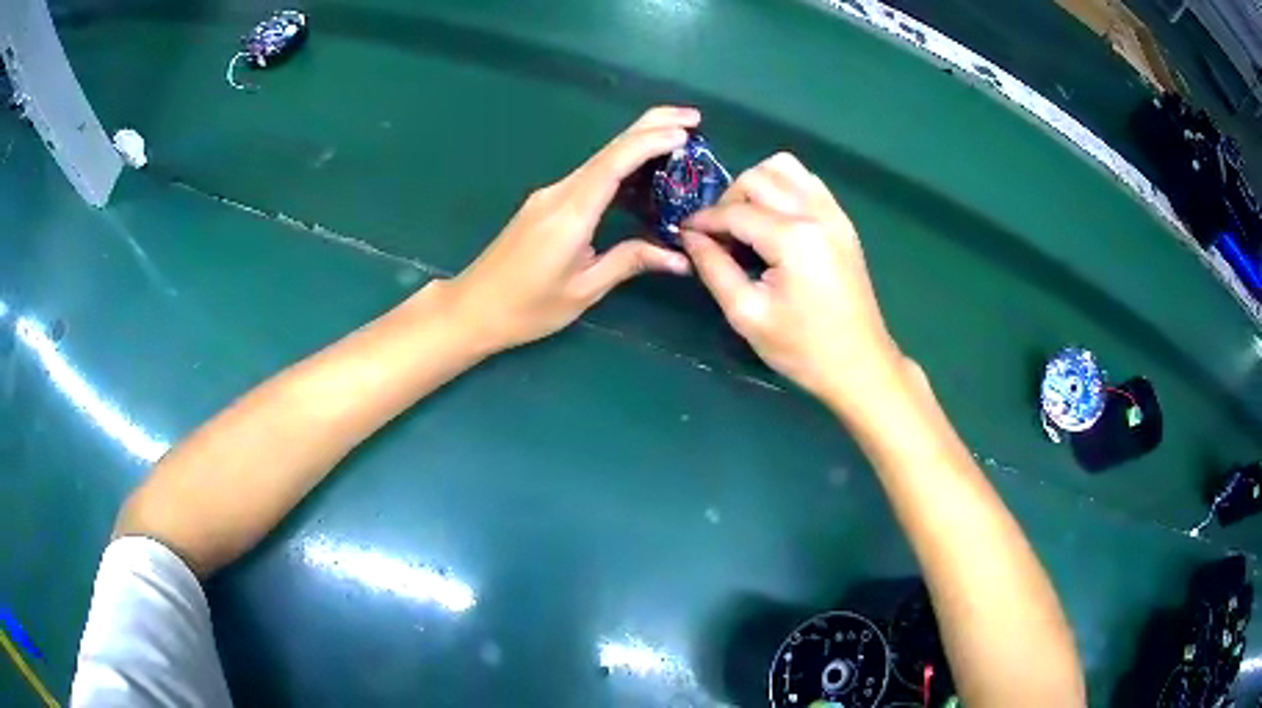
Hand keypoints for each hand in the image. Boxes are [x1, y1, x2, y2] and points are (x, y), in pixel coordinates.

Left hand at [442, 106, 697, 354]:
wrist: (473, 308)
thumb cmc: (526, 308)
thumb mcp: (583, 290)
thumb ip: (629, 263)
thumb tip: (679, 257)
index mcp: (570, 213)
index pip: (614, 164)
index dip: (650, 143)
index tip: (686, 134)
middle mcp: (559, 192)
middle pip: (608, 148)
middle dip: (651, 126)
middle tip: (693, 119)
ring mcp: (550, 195)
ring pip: (600, 158)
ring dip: (639, 142)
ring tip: (679, 137)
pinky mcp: (547, 203)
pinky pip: (590, 174)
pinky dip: (621, 162)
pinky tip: (643, 168)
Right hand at [681, 152, 903, 408]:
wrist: (859, 365)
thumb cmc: (802, 349)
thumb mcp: (747, 314)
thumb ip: (714, 268)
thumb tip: (690, 236)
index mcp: (793, 238)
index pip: (735, 211)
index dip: (703, 220)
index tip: (684, 234)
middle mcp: (815, 213)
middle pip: (757, 177)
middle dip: (729, 200)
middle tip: (719, 235)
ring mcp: (834, 213)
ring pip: (784, 168)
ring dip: (757, 185)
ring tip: (747, 222)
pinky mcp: (843, 221)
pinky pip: (807, 182)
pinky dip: (784, 188)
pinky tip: (775, 220)